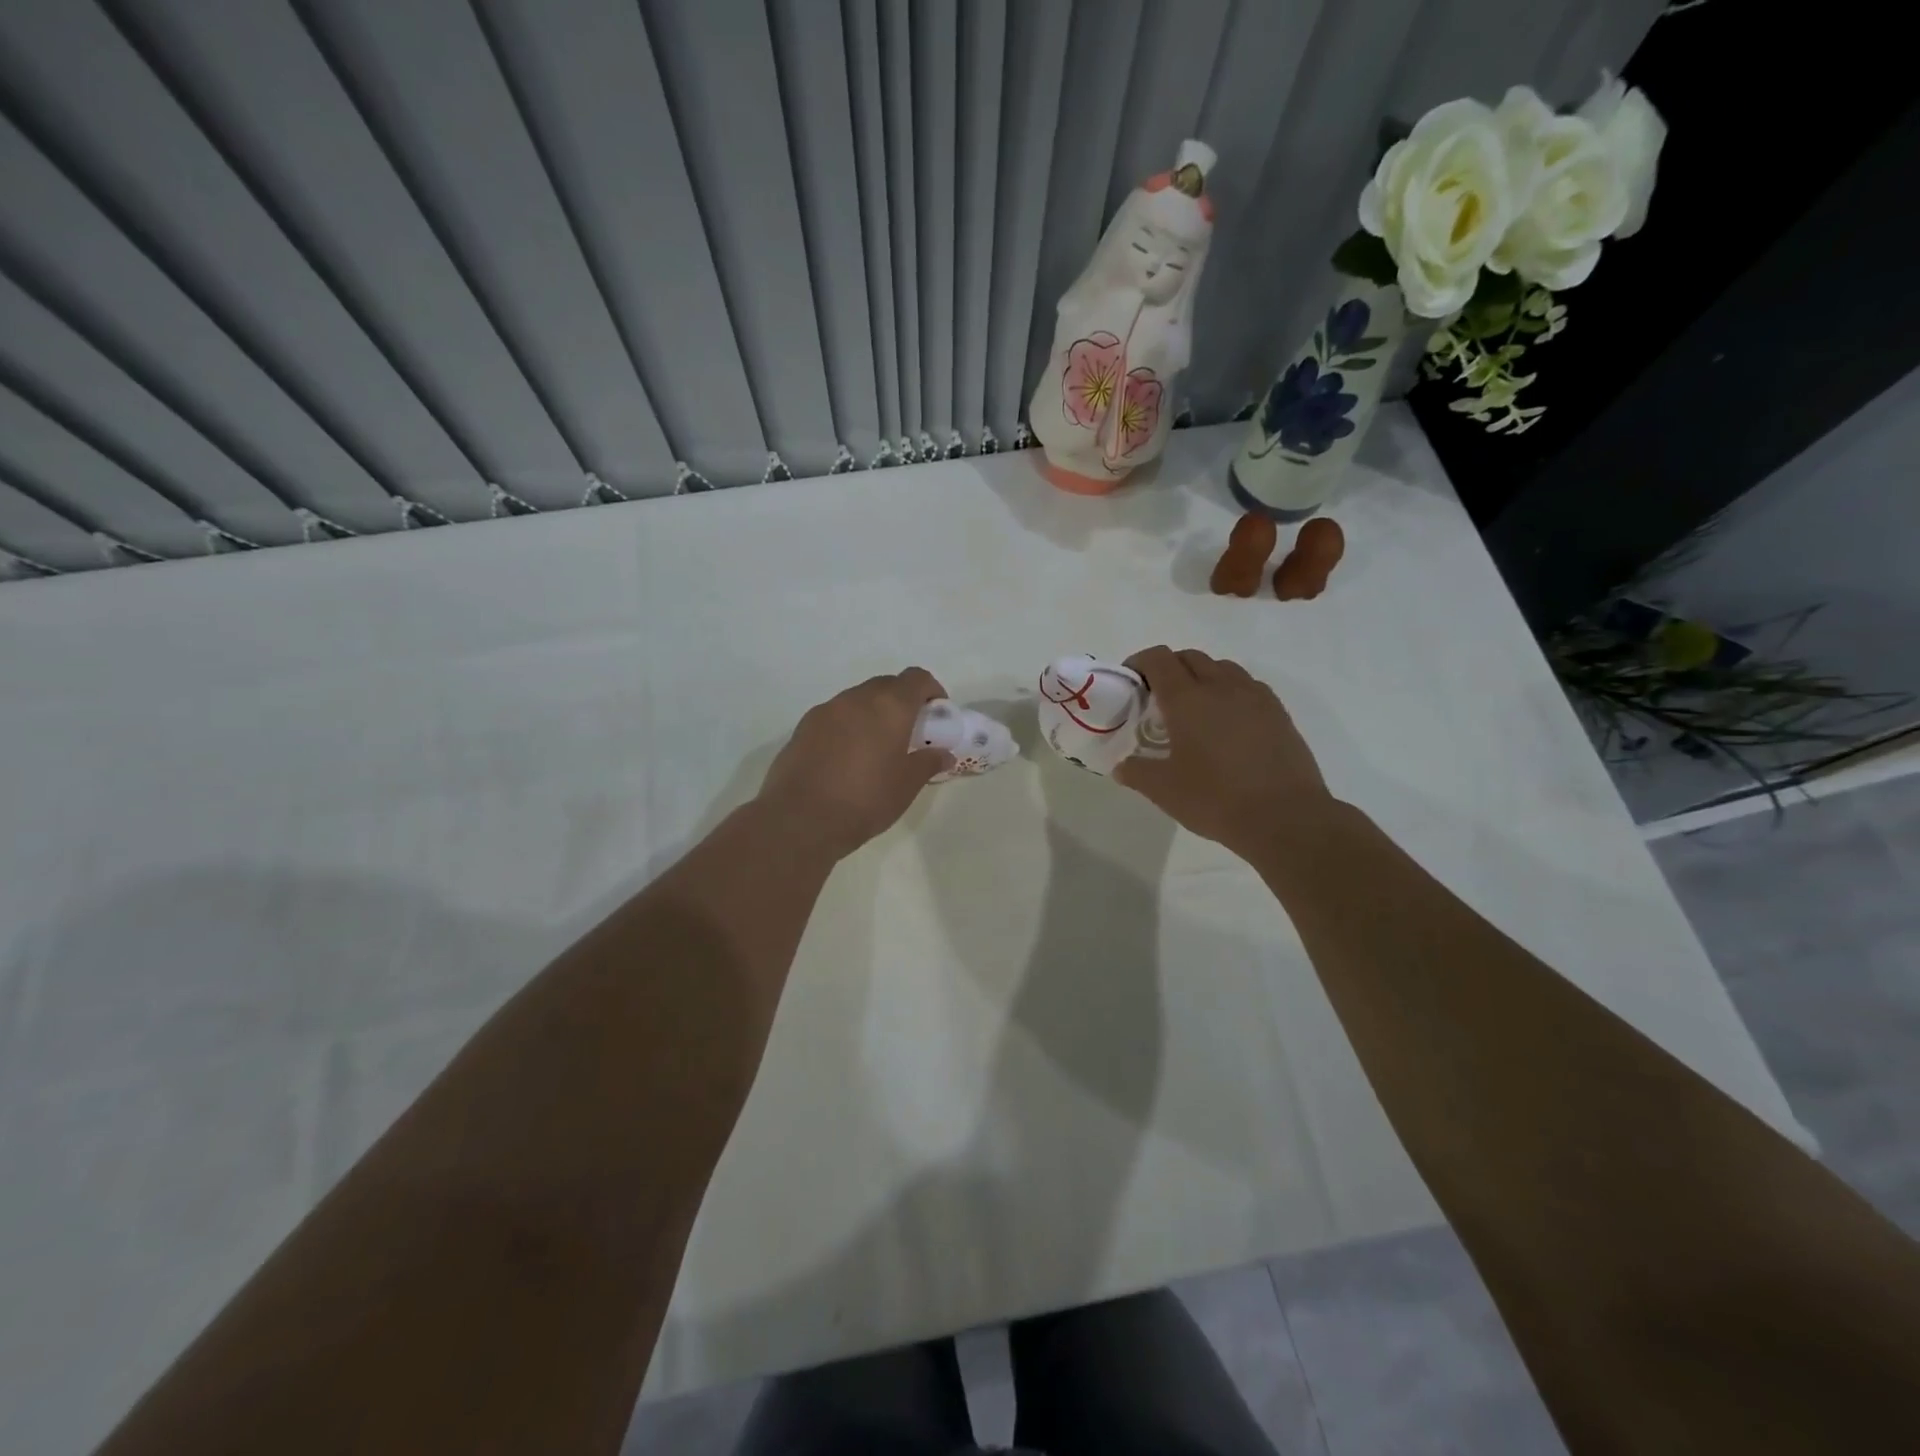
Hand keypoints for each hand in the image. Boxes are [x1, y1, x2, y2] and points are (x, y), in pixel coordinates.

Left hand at [756, 668, 950, 856]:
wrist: (799, 819)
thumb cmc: (864, 800)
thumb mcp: (906, 786)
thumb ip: (928, 763)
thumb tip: (943, 754)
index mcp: (889, 707)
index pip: (916, 678)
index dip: (931, 690)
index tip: (936, 713)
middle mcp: (856, 699)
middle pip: (886, 685)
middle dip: (902, 701)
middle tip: (909, 733)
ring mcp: (826, 710)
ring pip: (858, 700)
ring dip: (872, 713)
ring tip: (876, 748)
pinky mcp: (803, 727)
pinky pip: (835, 716)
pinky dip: (848, 726)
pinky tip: (846, 758)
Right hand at [1114, 646, 1333, 857]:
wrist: (1285, 817)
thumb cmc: (1215, 799)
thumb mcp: (1163, 791)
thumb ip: (1137, 772)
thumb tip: (1121, 766)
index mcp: (1187, 699)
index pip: (1159, 660)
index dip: (1140, 662)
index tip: (1130, 681)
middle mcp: (1221, 687)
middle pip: (1190, 657)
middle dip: (1169, 667)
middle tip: (1158, 697)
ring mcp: (1255, 697)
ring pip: (1223, 668)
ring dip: (1202, 676)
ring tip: (1195, 707)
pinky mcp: (1279, 713)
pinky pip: (1248, 686)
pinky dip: (1230, 691)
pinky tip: (1228, 722)